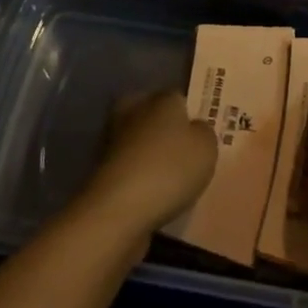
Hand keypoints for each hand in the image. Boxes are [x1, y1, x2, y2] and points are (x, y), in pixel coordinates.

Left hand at [79, 90, 217, 239]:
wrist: (119, 209)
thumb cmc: (170, 169)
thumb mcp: (206, 148)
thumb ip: (204, 132)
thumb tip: (195, 127)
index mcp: (162, 99)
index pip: (178, 98)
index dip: (190, 115)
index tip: (199, 134)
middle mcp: (134, 111)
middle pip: (152, 114)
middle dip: (164, 129)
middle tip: (183, 152)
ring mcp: (113, 140)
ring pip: (138, 140)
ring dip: (148, 153)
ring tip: (169, 177)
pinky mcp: (101, 169)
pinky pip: (128, 166)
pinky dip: (138, 176)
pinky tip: (152, 193)